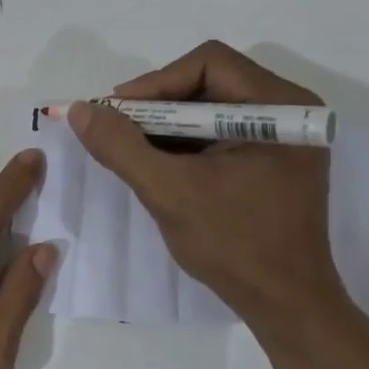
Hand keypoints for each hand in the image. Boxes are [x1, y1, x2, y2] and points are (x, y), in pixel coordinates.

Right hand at [68, 41, 349, 334]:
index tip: (115, 113)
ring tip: (130, 148)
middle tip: (117, 129)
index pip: (209, 63)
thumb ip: (121, 147)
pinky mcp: (273, 159)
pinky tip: (158, 164)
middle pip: (210, 81)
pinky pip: (221, 133)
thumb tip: (79, 110)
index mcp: (279, 106)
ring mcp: (284, 136)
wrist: (286, 305)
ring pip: (212, 107)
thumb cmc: (235, 245)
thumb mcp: (169, 192)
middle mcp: (289, 110)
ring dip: (167, 125)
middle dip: (157, 105)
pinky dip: (186, 143)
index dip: (155, 83)